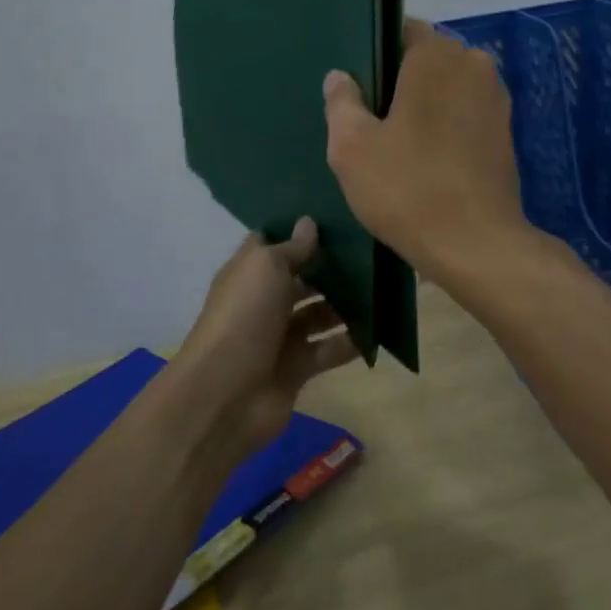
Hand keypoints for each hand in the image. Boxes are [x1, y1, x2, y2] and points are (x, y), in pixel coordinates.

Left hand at [170, 218, 359, 461]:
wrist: (226, 394)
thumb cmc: (245, 316)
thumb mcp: (266, 268)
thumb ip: (292, 247)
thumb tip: (309, 221)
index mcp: (250, 273)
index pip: (275, 243)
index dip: (300, 231)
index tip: (337, 215)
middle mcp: (264, 301)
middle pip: (303, 279)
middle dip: (333, 267)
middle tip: (374, 251)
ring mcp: (281, 337)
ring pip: (320, 314)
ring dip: (347, 304)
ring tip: (384, 287)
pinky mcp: (298, 368)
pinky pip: (329, 349)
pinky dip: (351, 342)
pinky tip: (380, 329)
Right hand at [323, 20, 531, 284]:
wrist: (477, 245)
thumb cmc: (408, 188)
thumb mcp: (352, 147)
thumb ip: (342, 102)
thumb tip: (340, 76)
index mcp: (438, 56)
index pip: (403, 30)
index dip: (377, 52)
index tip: (358, 84)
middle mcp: (475, 65)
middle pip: (427, 59)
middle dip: (401, 80)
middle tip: (371, 118)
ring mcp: (496, 99)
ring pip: (448, 87)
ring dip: (425, 104)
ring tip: (396, 140)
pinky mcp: (506, 132)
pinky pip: (466, 112)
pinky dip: (446, 124)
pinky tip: (426, 157)